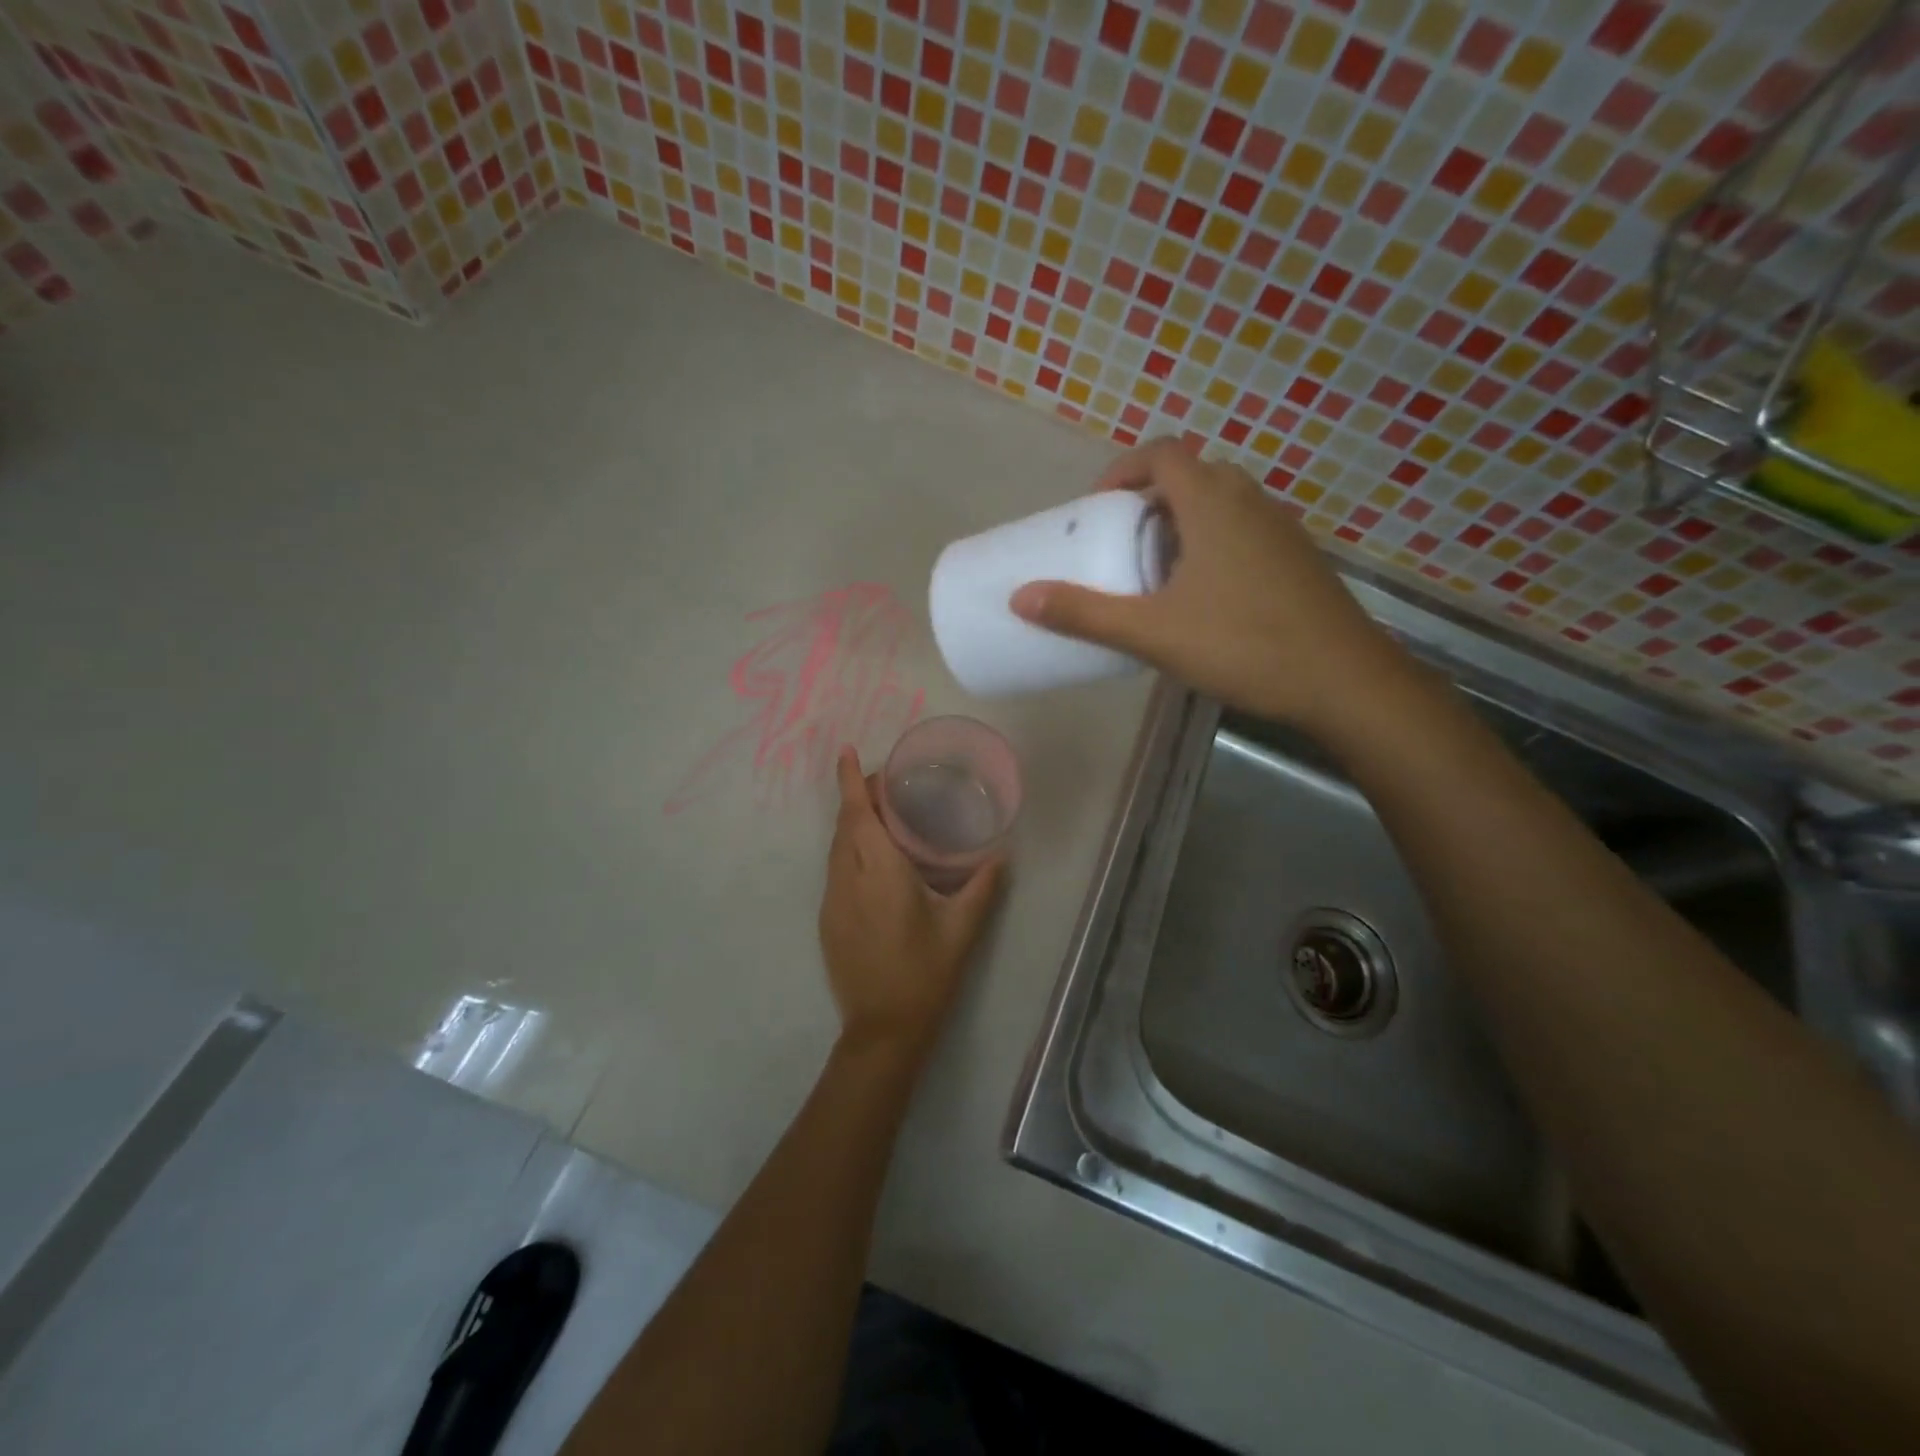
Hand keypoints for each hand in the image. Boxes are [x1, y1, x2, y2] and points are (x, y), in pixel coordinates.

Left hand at [818, 747, 1005, 1059]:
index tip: (846, 751)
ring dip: (853, 823)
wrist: (883, 1030)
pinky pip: (836, 869)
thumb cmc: (926, 974)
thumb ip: (983, 885)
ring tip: (884, 814)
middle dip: (858, 796)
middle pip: (846, 825)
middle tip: (888, 783)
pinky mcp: (828, 920)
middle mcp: (848, 879)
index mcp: (880, 873)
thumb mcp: (962, 928)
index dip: (851, 781)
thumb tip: (1001, 852)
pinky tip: (874, 859)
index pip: (859, 815)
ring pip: (837, 847)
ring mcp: (832, 901)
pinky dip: (850, 849)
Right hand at [1008, 438, 1406, 732]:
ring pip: (1222, 506)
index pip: (1163, 453)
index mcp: (1213, 503)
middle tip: (1122, 543)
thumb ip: (1085, 614)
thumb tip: (1021, 598)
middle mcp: (1251, 502)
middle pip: (1192, 476)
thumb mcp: (1153, 632)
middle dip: (1150, 501)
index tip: (1097, 507)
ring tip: (1156, 574)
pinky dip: (1214, 546)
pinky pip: (1245, 533)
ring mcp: (1282, 530)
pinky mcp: (1298, 560)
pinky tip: (1204, 599)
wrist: (1344, 682)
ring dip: (1183, 525)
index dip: (1123, 469)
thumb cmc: (1243, 645)